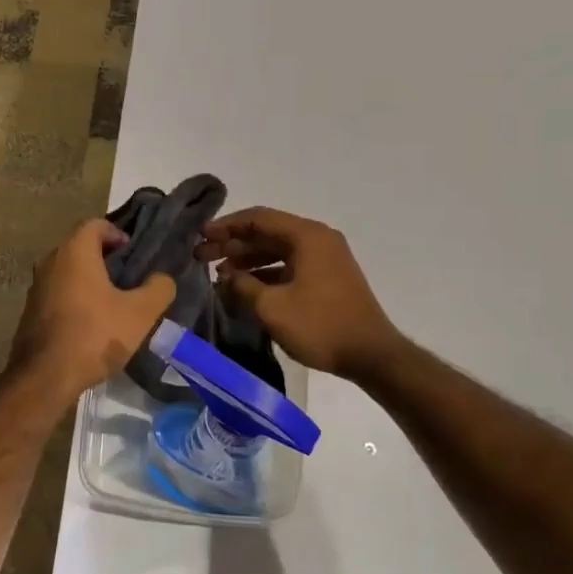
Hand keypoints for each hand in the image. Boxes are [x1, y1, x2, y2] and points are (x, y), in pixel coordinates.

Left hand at [11, 220, 175, 399]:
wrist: (45, 377)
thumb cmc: (95, 335)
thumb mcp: (140, 313)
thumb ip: (158, 289)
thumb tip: (163, 278)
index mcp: (75, 251)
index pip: (96, 224)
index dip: (118, 234)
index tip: (135, 254)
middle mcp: (50, 261)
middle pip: (81, 246)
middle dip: (105, 257)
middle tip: (129, 278)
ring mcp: (36, 286)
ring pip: (68, 271)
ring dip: (90, 279)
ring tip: (114, 302)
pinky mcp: (31, 311)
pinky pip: (58, 292)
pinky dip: (76, 297)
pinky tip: (92, 322)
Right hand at [197, 206, 401, 380]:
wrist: (372, 355)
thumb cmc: (320, 325)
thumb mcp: (272, 307)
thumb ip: (243, 286)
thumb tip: (227, 277)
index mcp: (307, 236)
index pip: (258, 219)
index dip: (226, 226)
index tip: (200, 236)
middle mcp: (318, 239)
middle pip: (267, 232)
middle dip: (234, 243)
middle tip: (203, 256)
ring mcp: (325, 259)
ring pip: (278, 250)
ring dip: (248, 260)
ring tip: (220, 274)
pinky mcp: (328, 278)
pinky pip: (290, 265)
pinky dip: (266, 273)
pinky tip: (246, 288)